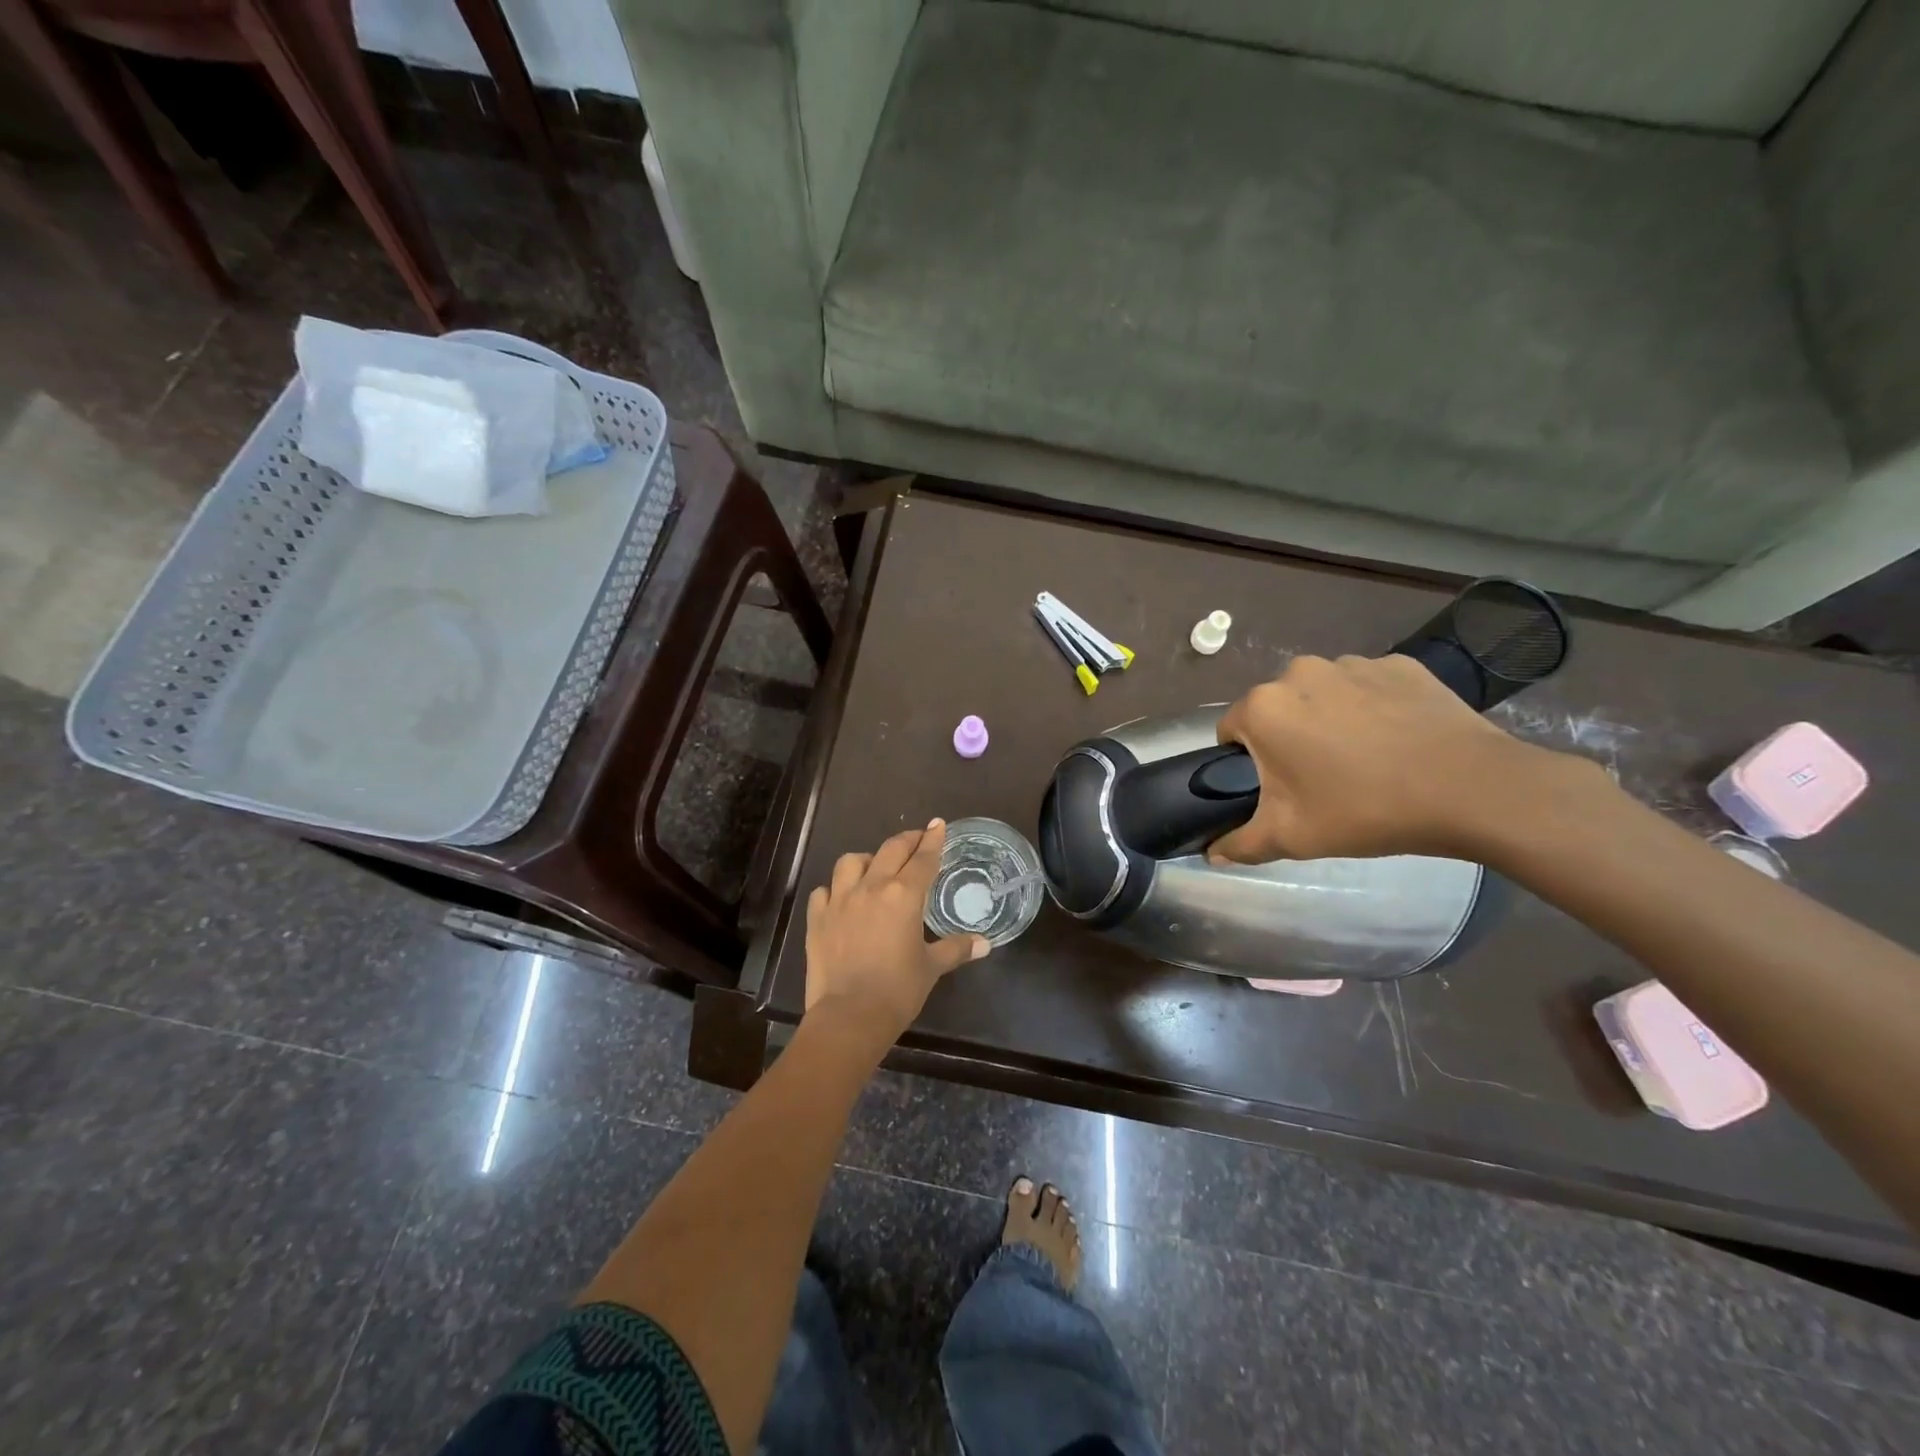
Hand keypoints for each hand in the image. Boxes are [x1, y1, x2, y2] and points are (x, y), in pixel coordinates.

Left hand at [804, 819, 990, 1042]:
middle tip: (917, 839)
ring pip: (851, 862)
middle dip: (907, 840)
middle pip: (890, 850)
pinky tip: (842, 898)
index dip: (933, 839)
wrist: (849, 1016)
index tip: (938, 825)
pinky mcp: (817, 918)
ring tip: (875, 867)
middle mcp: (871, 888)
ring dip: (867, 859)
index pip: (923, 858)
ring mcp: (840, 901)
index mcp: (903, 896)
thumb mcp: (931, 967)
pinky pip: (823, 891)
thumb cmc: (898, 990)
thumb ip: (956, 949)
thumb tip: (984, 944)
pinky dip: (834, 889)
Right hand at [1208, 653, 1591, 862]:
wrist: (1471, 789)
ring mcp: (1353, 663)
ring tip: (1364, 760)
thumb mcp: (1292, 837)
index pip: (1231, 731)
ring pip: (1322, 695)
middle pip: (1277, 709)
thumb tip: (1212, 852)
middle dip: (1288, 738)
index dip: (1246, 763)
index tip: (1276, 789)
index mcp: (1264, 707)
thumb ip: (1240, 844)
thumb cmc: (1366, 810)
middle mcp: (1298, 672)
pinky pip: (1368, 687)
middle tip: (1320, 780)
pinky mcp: (1399, 663)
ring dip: (1329, 720)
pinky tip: (1397, 741)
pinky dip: (1372, 708)